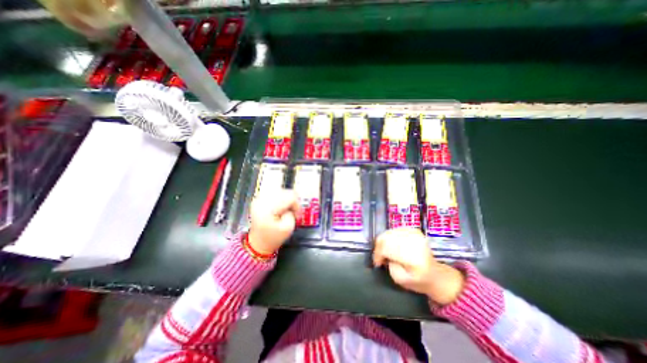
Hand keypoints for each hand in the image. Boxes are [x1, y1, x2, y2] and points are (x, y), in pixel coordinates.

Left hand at [248, 190, 300, 254]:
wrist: (258, 243)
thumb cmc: (273, 237)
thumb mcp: (288, 228)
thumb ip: (292, 213)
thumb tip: (292, 205)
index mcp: (268, 207)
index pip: (290, 196)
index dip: (297, 205)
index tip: (297, 214)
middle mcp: (262, 199)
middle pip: (286, 191)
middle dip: (292, 202)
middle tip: (293, 213)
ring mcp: (260, 198)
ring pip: (281, 191)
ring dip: (287, 200)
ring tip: (286, 211)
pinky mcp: (260, 199)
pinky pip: (276, 193)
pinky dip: (281, 199)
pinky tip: (280, 208)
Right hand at [375, 228, 465, 303]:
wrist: (437, 275)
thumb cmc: (419, 281)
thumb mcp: (401, 280)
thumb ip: (389, 266)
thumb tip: (383, 254)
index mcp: (413, 257)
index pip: (387, 248)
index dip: (378, 254)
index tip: (377, 263)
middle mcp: (414, 241)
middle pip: (386, 237)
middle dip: (379, 247)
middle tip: (380, 257)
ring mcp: (414, 233)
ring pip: (388, 233)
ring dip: (383, 242)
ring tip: (385, 252)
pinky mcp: (413, 229)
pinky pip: (393, 230)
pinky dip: (389, 238)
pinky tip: (392, 246)